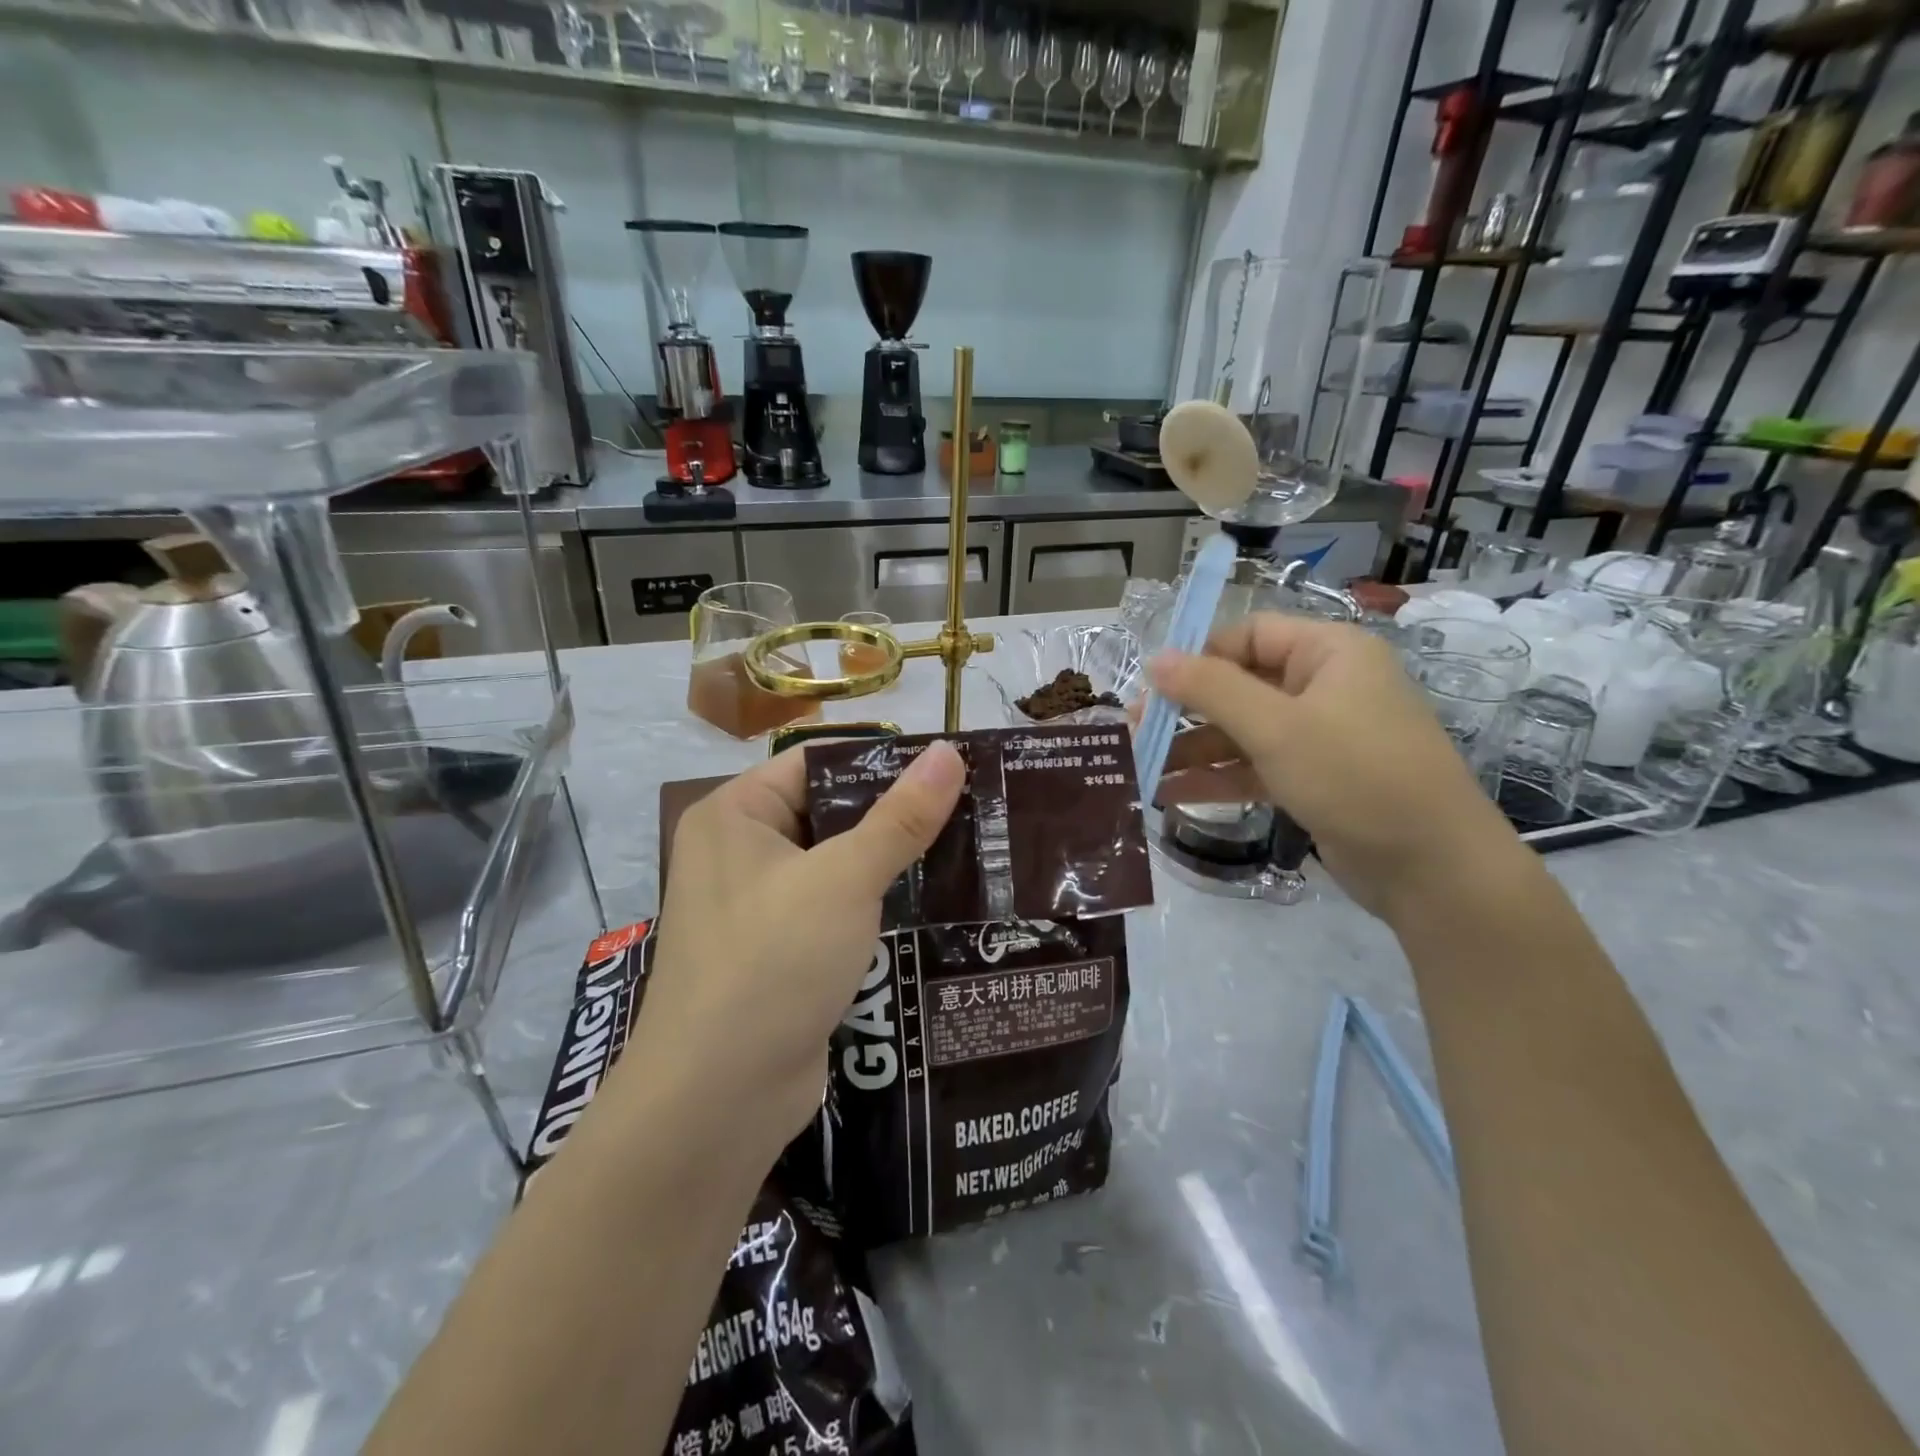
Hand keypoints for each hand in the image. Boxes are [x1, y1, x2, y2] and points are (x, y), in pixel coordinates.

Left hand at [631, 741, 965, 1158]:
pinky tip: (933, 902)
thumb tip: (948, 752)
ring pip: (835, 865)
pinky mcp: (779, 952)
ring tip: (967, 847)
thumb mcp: (844, 879)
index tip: (948, 765)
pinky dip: (875, 904)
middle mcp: (739, 852)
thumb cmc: (773, 963)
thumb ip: (900, 817)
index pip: (815, 763)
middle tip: (970, 806)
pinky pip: (834, 909)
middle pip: (828, 813)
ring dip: (891, 861)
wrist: (717, 1101)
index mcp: (735, 815)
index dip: (880, 760)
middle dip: (894, 814)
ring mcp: (757, 906)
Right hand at [1146, 614, 1517, 921]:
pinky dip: (1217, 777)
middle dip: (1186, 710)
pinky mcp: (1315, 778)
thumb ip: (1211, 690)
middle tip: (1134, 731)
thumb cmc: (1356, 776)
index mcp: (1328, 653)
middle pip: (1240, 685)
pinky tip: (1170, 795)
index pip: (1248, 635)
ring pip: (1243, 731)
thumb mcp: (1276, 728)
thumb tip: (1155, 659)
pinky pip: (1256, 766)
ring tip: (1140, 769)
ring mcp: (1321, 735)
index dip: (1198, 657)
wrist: (1434, 869)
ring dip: (1194, 750)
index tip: (1152, 688)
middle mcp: (1325, 686)